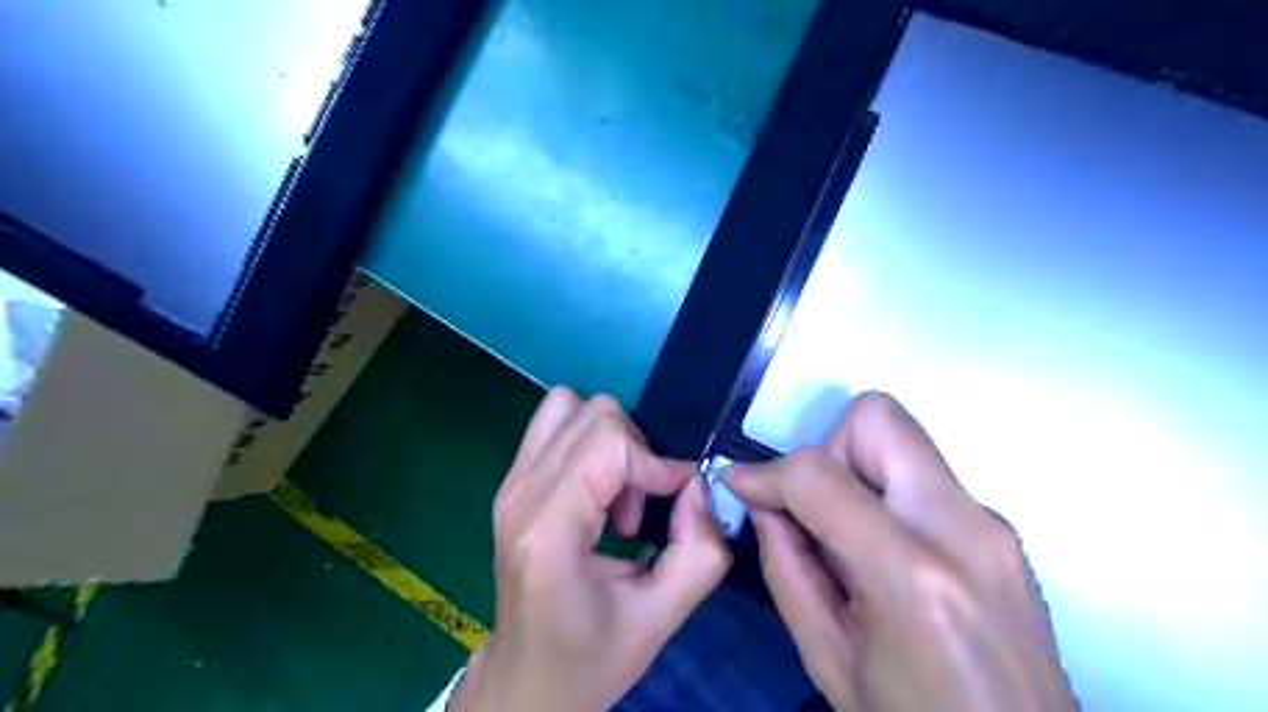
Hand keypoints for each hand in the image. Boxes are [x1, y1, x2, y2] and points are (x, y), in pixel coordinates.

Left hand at [454, 389, 734, 710]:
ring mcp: (509, 482)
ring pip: (571, 406)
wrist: (527, 676)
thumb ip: (701, 550)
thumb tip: (695, 485)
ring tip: (616, 495)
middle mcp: (520, 493)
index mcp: (549, 530)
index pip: (608, 443)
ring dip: (611, 440)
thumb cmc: (591, 655)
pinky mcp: (511, 480)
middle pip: (593, 414)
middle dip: (635, 451)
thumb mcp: (662, 617)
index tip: (675, 498)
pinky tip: (596, 491)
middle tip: (639, 507)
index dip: (655, 461)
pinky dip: (590, 442)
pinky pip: (556, 423)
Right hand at [729, 392, 1072, 710]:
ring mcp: (991, 524)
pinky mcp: (1001, 529)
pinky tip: (882, 549)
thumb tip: (764, 504)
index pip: (818, 475)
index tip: (741, 486)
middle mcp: (962, 529)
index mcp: (912, 575)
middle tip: (815, 508)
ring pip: (901, 437)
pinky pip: (923, 474)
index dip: (765, 472)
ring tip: (848, 536)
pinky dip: (885, 492)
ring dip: (856, 469)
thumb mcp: (827, 657)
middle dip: (827, 449)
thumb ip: (786, 567)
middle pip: (877, 418)